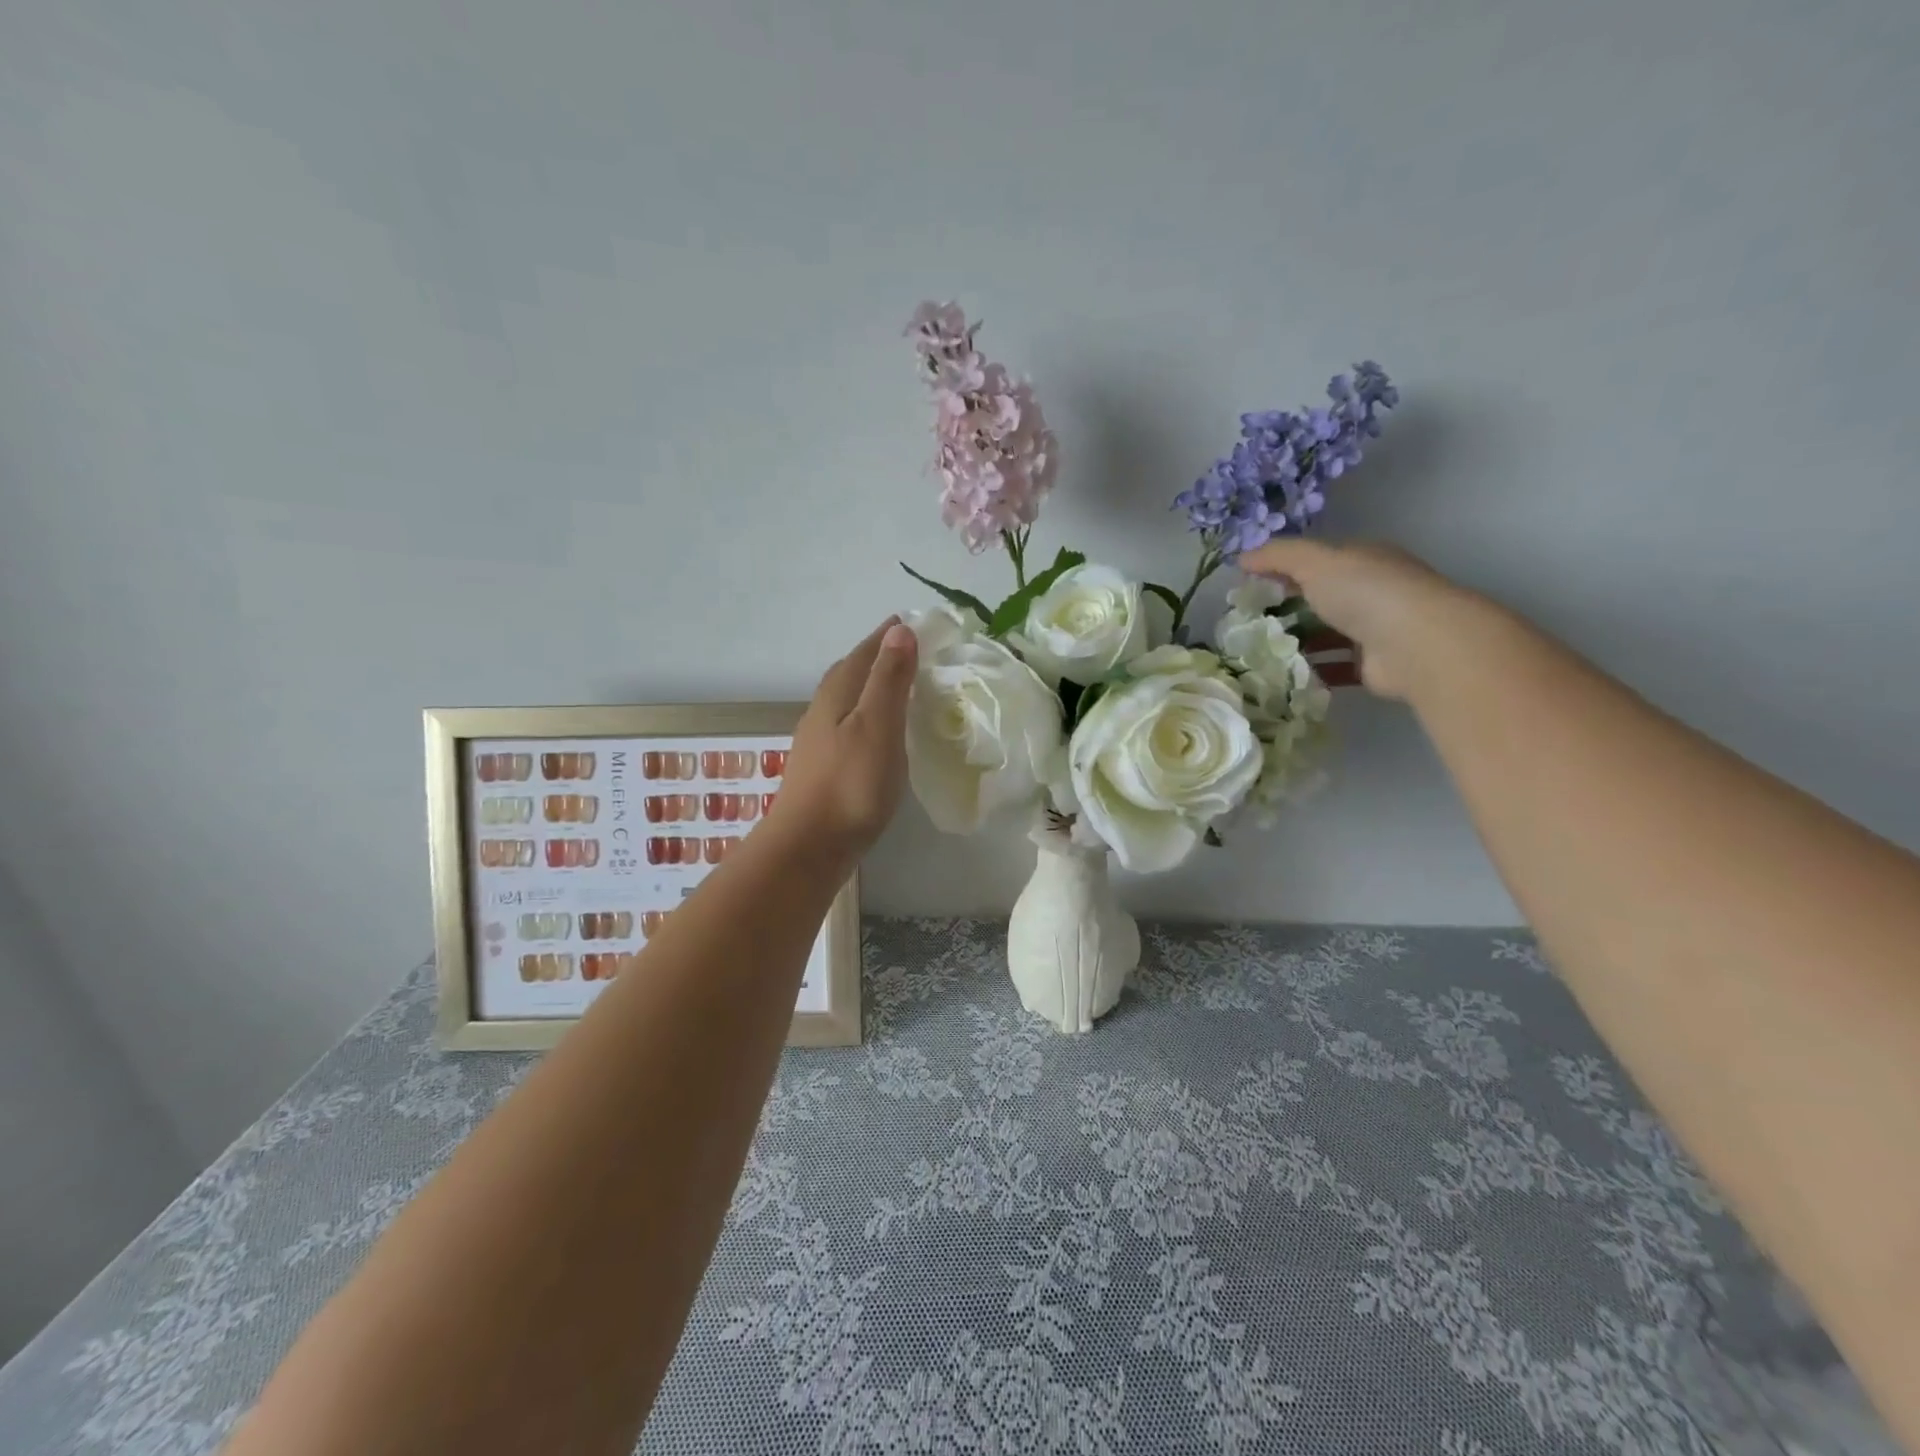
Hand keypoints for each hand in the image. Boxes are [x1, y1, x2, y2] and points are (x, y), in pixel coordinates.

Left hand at [774, 618, 918, 856]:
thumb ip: (889, 679)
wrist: (809, 847)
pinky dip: (864, 715)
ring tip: (893, 687)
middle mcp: (822, 711)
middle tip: (904, 649)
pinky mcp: (821, 768)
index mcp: (837, 695)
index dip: (885, 637)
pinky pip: (846, 725)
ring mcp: (818, 742)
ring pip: (845, 700)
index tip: (907, 622)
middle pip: (849, 673)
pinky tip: (874, 734)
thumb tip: (899, 629)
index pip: (863, 653)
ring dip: (868, 686)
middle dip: (875, 656)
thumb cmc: (850, 784)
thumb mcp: (877, 726)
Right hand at [1236, 539, 1476, 700]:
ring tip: (1259, 651)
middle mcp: (1371, 592)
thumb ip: (1277, 555)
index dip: (1282, 570)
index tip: (1247, 586)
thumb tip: (1241, 558)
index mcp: (1363, 560)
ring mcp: (1374, 630)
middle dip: (1287, 608)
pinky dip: (1311, 670)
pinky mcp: (1371, 665)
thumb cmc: (1365, 591)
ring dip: (1297, 642)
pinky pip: (1334, 666)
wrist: (1414, 644)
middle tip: (1248, 622)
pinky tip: (1284, 674)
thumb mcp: (1315, 561)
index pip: (1317, 561)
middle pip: (1321, 598)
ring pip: (1327, 633)